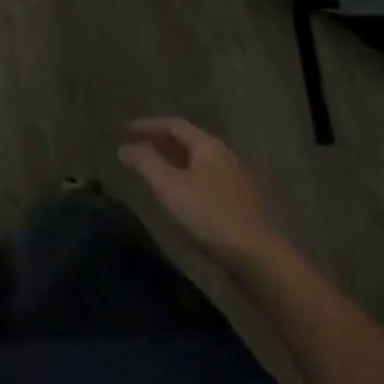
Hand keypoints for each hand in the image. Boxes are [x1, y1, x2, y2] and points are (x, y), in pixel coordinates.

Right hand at [118, 118, 283, 270]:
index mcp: (208, 146)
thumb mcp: (168, 186)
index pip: (174, 125)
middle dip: (160, 142)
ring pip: (199, 162)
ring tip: (154, 172)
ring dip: (173, 162)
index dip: (148, 125)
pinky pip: (207, 179)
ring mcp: (237, 180)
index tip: (126, 130)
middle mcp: (225, 156)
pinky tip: (180, 196)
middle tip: (137, 149)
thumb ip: (144, 163)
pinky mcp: (242, 203)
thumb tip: (124, 147)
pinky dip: (187, 178)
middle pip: (188, 141)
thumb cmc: (209, 215)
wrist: (259, 257)